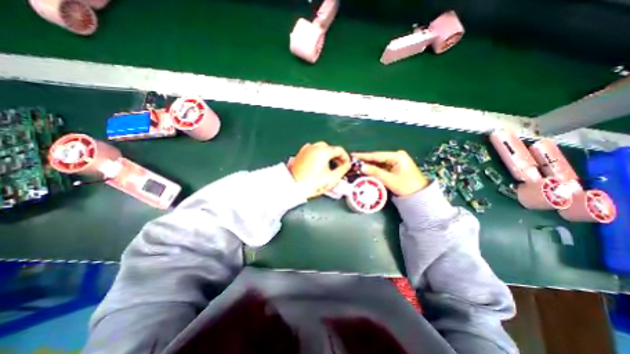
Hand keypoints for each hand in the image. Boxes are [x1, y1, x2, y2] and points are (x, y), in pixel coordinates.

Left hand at [287, 142, 352, 198]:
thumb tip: (347, 165)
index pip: (339, 150)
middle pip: (330, 148)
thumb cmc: (311, 184)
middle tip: (339, 166)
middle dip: (336, 157)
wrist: (293, 187)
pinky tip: (319, 165)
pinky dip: (318, 156)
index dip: (346, 158)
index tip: (347, 165)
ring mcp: (306, 150)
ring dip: (328, 156)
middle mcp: (314, 147)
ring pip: (321, 149)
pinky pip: (313, 152)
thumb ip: (343, 170)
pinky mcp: (300, 154)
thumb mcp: (332, 178)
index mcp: (323, 151)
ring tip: (329, 167)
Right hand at [349, 150, 428, 197]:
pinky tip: (366, 168)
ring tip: (357, 164)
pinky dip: (375, 168)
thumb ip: (375, 172)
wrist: (420, 195)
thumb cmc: (406, 186)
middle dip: (366, 160)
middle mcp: (397, 155)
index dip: (364, 156)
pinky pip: (383, 166)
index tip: (353, 155)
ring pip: (379, 162)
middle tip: (353, 160)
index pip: (377, 155)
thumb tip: (361, 167)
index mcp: (397, 156)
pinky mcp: (395, 166)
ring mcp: (396, 160)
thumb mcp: (390, 180)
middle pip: (378, 158)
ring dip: (369, 164)